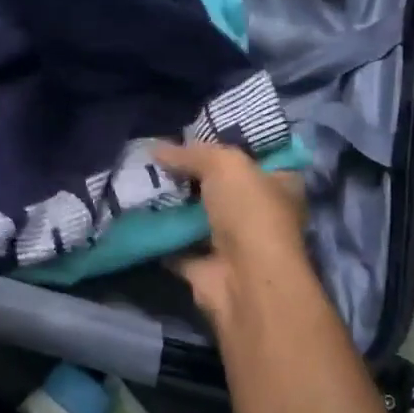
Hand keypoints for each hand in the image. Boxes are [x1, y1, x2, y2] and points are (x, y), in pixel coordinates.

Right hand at [154, 140, 310, 328]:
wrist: (244, 281)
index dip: (226, 142)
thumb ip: (191, 153)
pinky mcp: (207, 267)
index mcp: (279, 183)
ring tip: (139, 179)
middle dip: (191, 173)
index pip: (255, 155)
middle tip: (157, 156)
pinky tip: (134, 212)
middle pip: (221, 185)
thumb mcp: (224, 164)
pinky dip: (158, 233)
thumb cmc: (249, 212)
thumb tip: (157, 149)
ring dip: (172, 203)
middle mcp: (259, 212)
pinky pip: (177, 244)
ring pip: (197, 216)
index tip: (193, 131)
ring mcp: (233, 243)